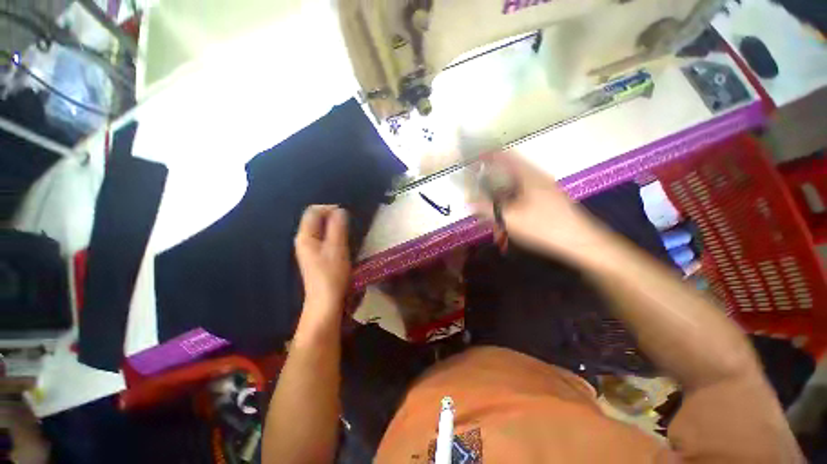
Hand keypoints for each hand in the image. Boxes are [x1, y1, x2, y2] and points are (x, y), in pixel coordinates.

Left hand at [294, 205, 351, 312]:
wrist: (326, 301)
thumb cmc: (331, 274)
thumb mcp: (337, 247)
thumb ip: (337, 227)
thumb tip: (340, 210)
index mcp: (305, 236)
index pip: (313, 211)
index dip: (329, 208)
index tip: (346, 214)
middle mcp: (304, 240)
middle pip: (316, 220)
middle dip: (332, 217)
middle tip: (349, 222)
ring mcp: (309, 250)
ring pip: (321, 229)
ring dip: (334, 226)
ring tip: (348, 230)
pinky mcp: (316, 257)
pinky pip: (324, 239)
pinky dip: (334, 236)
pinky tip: (343, 242)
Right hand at [473, 152, 606, 261]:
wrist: (580, 242)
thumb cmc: (545, 227)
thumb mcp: (511, 219)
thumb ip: (487, 209)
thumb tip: (468, 203)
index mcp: (529, 176)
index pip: (505, 156)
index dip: (488, 155)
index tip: (473, 160)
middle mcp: (537, 177)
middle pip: (510, 169)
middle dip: (492, 175)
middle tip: (479, 184)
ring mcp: (544, 188)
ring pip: (517, 182)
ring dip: (501, 189)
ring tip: (490, 201)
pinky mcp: (548, 199)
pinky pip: (523, 192)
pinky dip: (511, 197)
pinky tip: (506, 211)